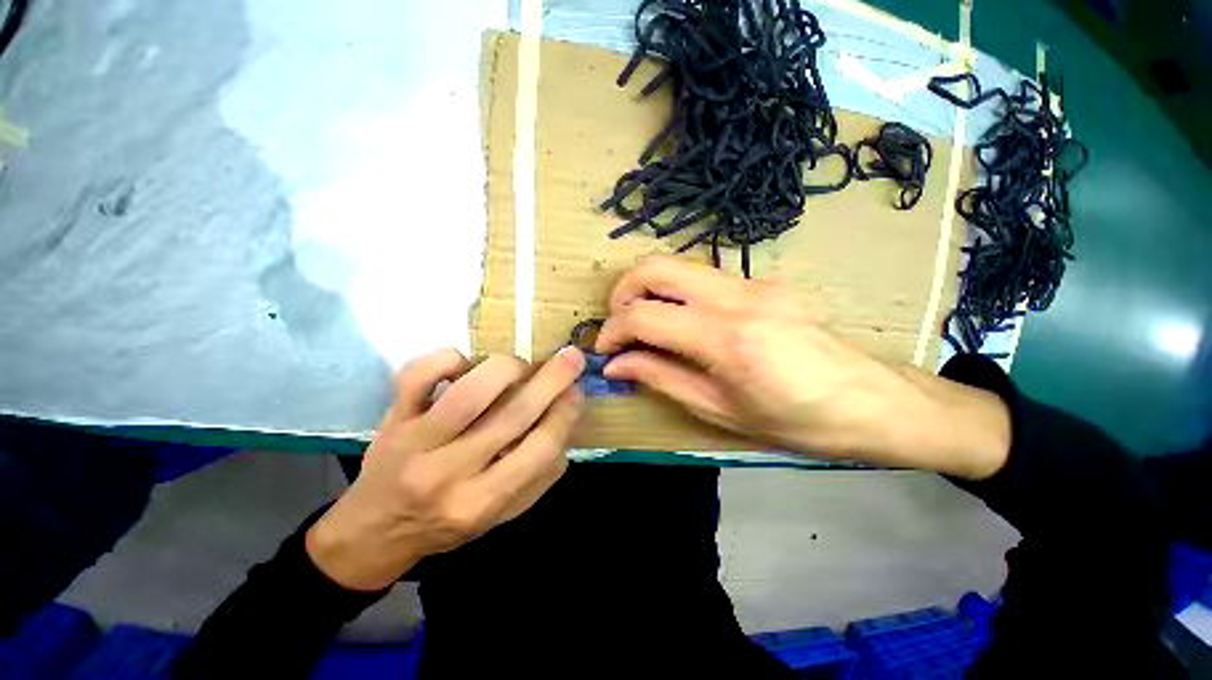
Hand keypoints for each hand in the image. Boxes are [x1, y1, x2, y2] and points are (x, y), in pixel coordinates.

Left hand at [306, 347, 585, 590]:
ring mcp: (415, 443)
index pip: (539, 451)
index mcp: (482, 502)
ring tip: (520, 365)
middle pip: (511, 416)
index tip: (577, 392)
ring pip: (469, 393)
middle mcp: (449, 474)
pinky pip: (417, 375)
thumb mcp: (502, 515)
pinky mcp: (392, 419)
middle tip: (572, 357)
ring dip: (507, 368)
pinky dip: (448, 358)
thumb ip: (540, 476)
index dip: (565, 414)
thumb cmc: (446, 524)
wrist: (373, 531)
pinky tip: (465, 365)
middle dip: (551, 380)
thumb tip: (566, 423)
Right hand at [595, 256, 1009, 478]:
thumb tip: (617, 366)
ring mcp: (754, 283)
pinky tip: (682, 324)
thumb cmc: (799, 421)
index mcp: (727, 338)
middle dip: (623, 292)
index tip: (604, 351)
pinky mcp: (764, 283)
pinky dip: (677, 295)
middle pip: (657, 267)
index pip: (645, 315)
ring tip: (643, 326)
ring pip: (679, 266)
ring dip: (649, 290)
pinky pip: (703, 279)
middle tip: (618, 325)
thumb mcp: (720, 411)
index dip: (613, 331)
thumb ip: (661, 379)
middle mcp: (738, 297)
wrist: (875, 402)